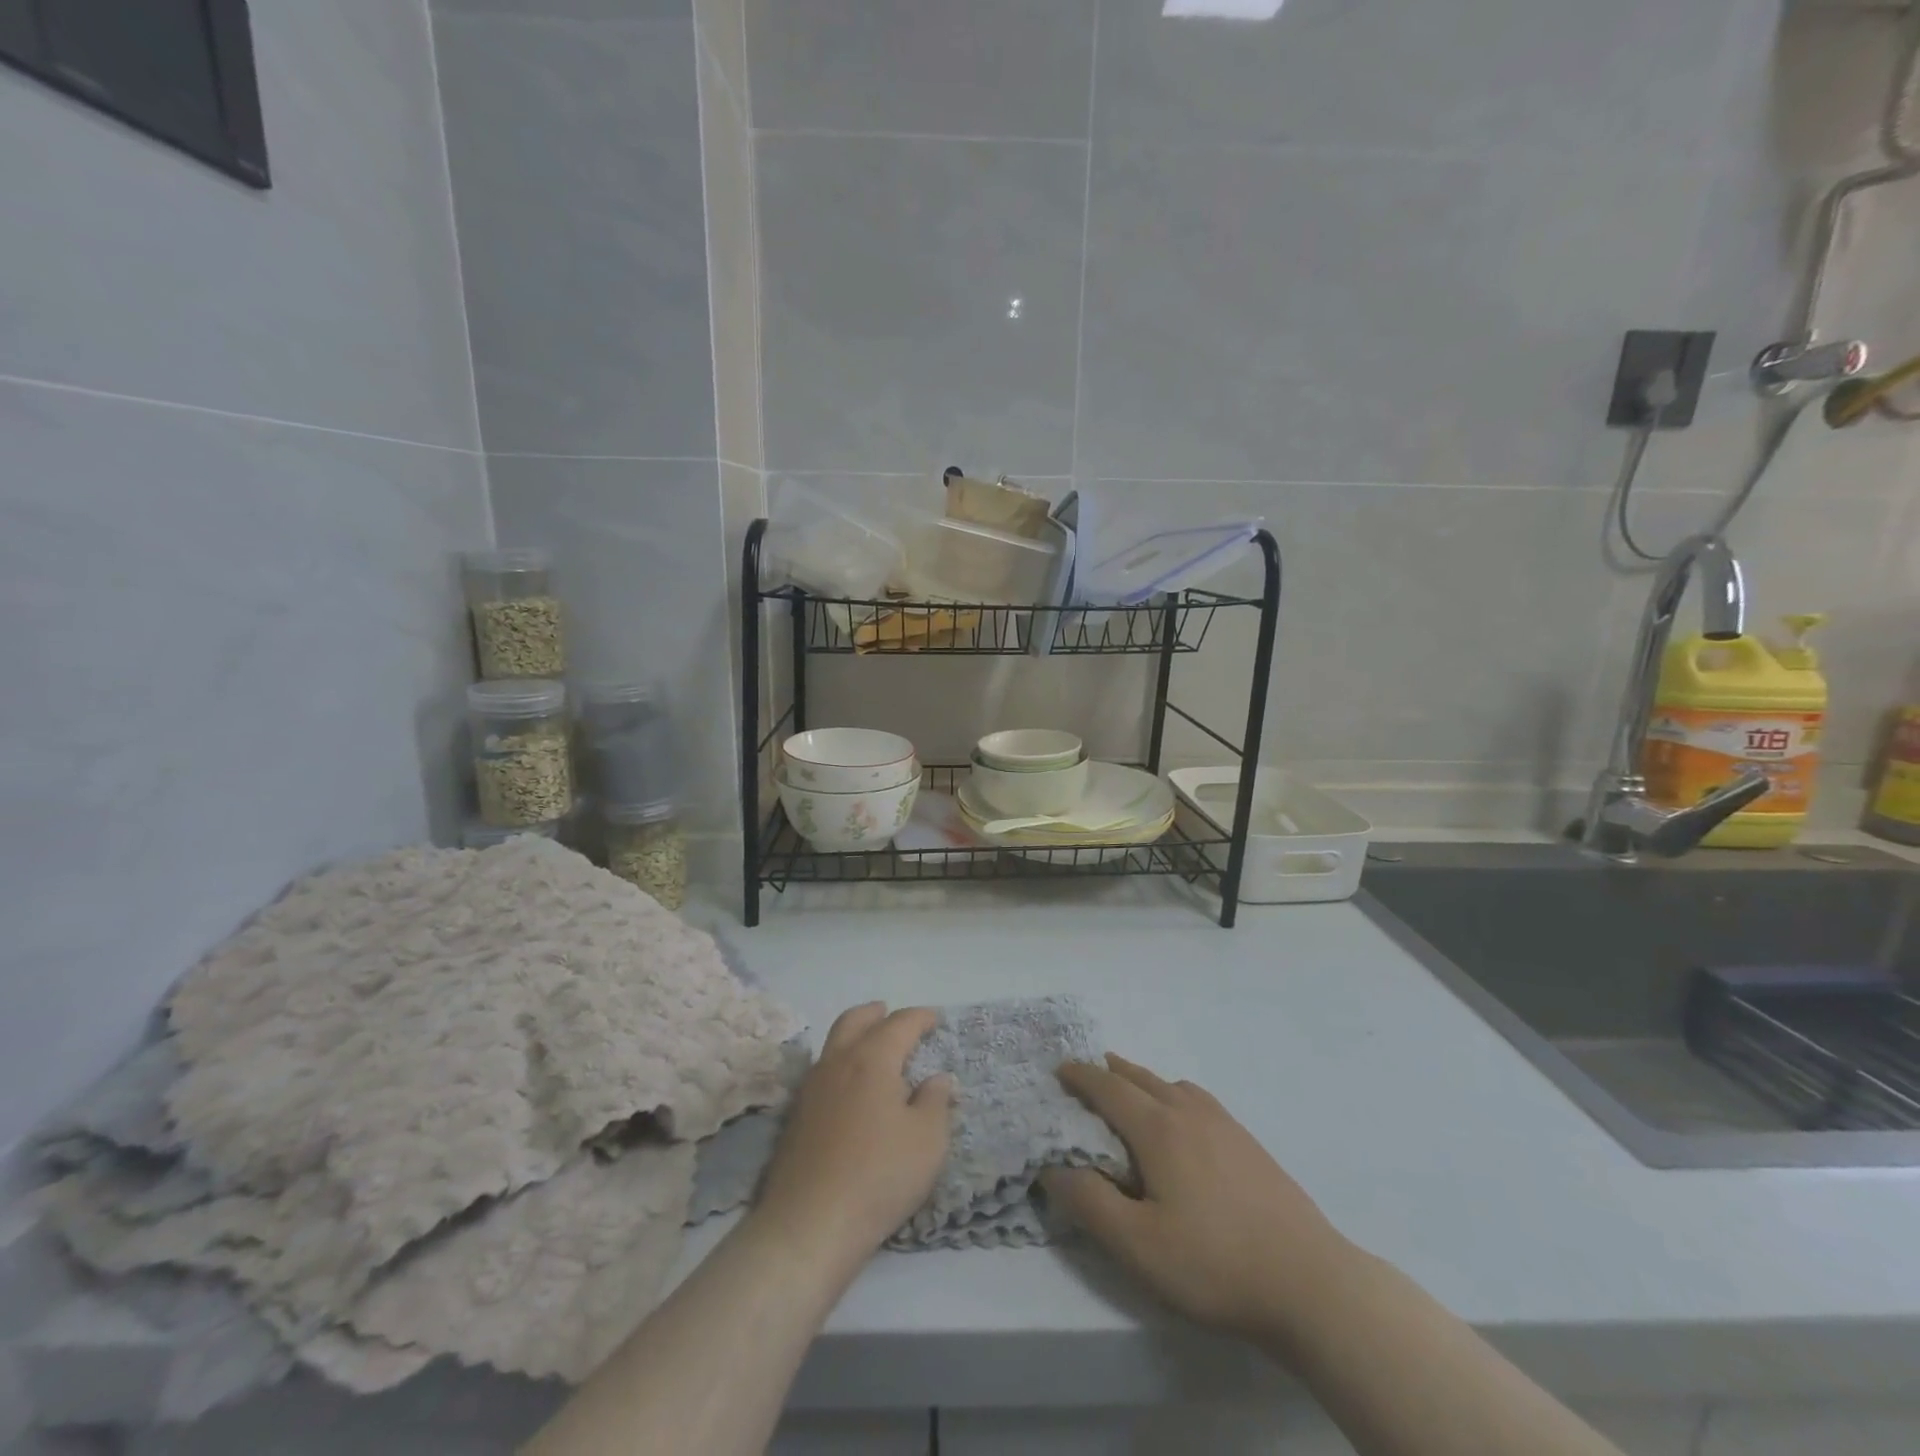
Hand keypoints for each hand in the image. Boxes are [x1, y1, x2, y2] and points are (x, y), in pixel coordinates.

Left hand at [754, 1004, 952, 1266]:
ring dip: (855, 1036)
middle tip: (892, 1015)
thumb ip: (936, 1102)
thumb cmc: (879, 1175)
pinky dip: (840, 1064)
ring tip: (872, 1049)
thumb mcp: (928, 1141)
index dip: (920, 1018)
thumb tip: (936, 1079)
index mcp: (872, 1059)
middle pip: (855, 1020)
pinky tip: (850, 1088)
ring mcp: (811, 1088)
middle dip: (876, 1014)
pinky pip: (822, 1071)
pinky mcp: (796, 1115)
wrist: (808, 1224)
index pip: (900, 1023)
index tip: (935, 1019)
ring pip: (833, 1043)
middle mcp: (838, 1062)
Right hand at [1040, 1055, 1356, 1343]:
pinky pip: (1197, 1099)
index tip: (1058, 1070)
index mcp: (1158, 1128)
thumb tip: (1052, 1166)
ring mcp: (1224, 1124)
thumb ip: (1089, 1202)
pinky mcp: (1248, 1143)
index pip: (1108, 1088)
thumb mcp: (1137, 1245)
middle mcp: (1188, 1112)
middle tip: (1086, 1075)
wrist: (1311, 1283)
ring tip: (1129, 1090)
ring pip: (1171, 1085)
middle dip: (1108, 1073)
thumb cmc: (1214, 1263)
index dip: (1080, 1077)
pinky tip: (1181, 1119)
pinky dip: (1173, 1094)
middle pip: (1140, 1078)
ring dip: (1141, 1080)